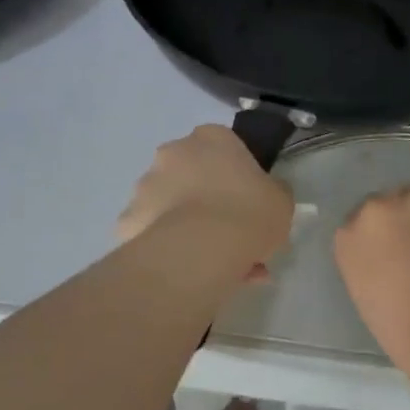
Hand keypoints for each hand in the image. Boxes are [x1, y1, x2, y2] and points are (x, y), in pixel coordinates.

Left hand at [117, 125, 293, 276]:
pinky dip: (168, 247)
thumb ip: (272, 192)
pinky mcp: (128, 219)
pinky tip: (189, 271)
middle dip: (208, 200)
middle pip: (193, 173)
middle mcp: (173, 152)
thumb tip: (266, 195)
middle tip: (232, 234)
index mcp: (211, 137)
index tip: (247, 200)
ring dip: (189, 225)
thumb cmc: (248, 212)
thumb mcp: (281, 200)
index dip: (237, 175)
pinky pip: (153, 233)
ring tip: (215, 264)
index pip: (225, 147)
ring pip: (171, 204)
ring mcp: (145, 185)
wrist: (202, 248)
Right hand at [334, 171, 409, 361]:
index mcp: (349, 237)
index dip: (382, 232)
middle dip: (405, 214)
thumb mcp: (367, 296)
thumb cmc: (403, 330)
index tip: (395, 248)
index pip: (360, 220)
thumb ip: (372, 264)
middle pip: (390, 198)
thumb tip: (392, 258)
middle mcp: (378, 209)